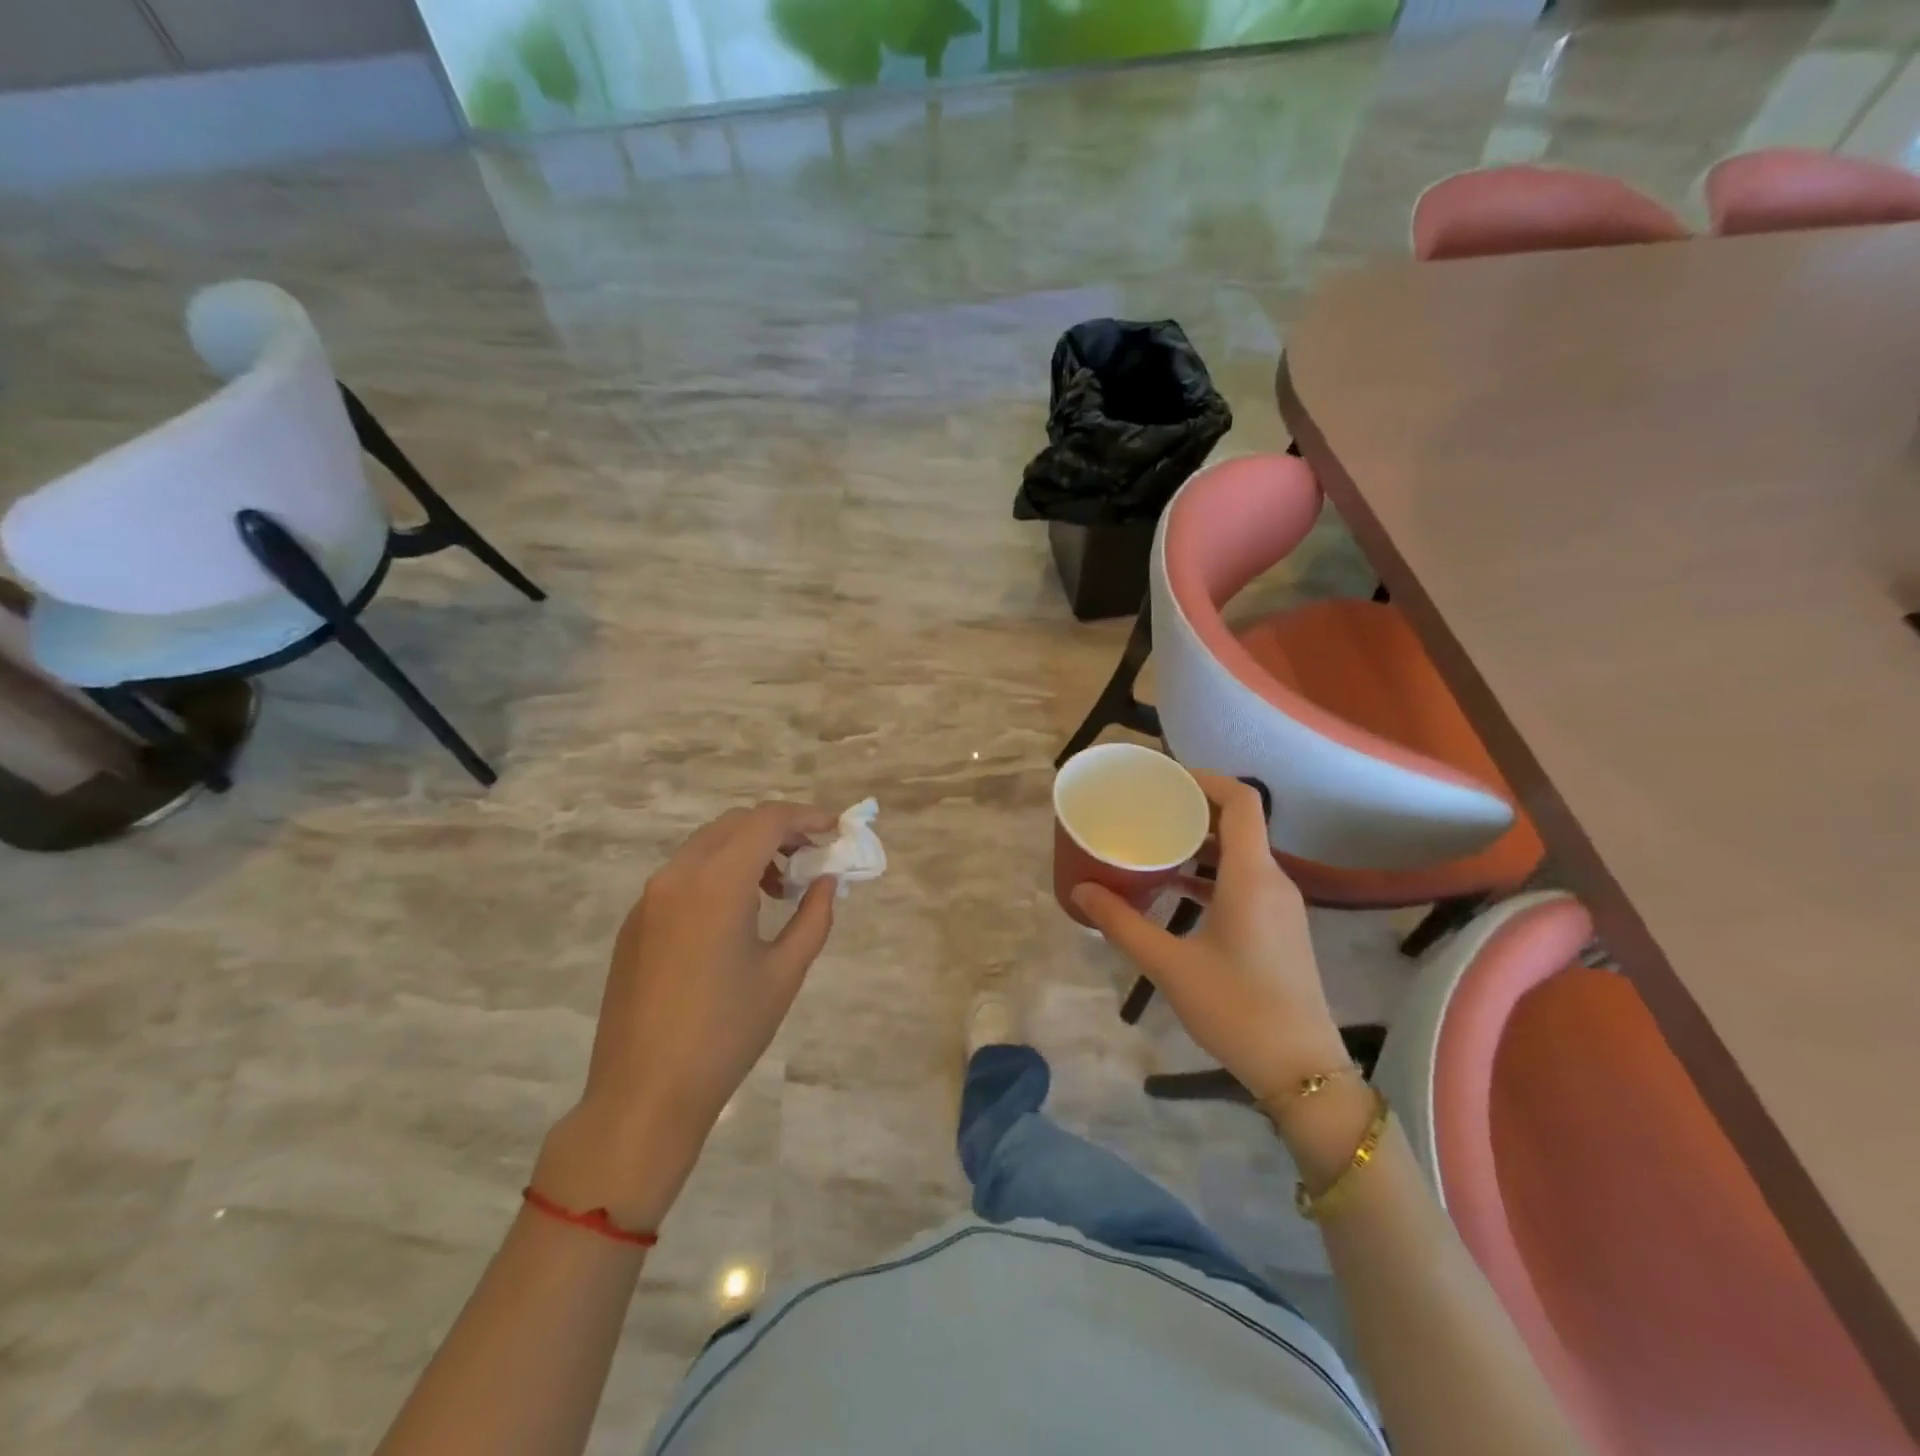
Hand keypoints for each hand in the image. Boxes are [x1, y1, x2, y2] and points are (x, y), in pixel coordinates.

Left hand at [534, 802, 839, 1227]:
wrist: (644, 1094)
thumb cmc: (726, 1033)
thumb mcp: (784, 973)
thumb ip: (814, 917)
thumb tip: (827, 881)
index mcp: (716, 883)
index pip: (767, 821)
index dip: (806, 817)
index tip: (835, 830)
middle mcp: (677, 876)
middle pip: (735, 824)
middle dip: (779, 830)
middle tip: (812, 856)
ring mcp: (649, 898)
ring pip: (707, 845)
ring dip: (748, 850)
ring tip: (779, 889)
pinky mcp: (636, 921)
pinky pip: (684, 874)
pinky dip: (719, 872)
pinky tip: (738, 914)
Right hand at [1072, 774, 1349, 1105]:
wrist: (1302, 1071)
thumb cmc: (1236, 1009)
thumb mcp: (1169, 965)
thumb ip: (1122, 923)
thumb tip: (1081, 890)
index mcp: (1251, 876)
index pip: (1241, 801)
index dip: (1204, 779)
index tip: (1164, 778)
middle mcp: (1272, 880)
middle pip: (1238, 822)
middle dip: (1193, 808)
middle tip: (1146, 807)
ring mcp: (1280, 905)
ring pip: (1240, 852)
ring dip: (1200, 842)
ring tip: (1153, 841)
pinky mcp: (1279, 927)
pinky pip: (1244, 879)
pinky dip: (1210, 872)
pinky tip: (1175, 887)